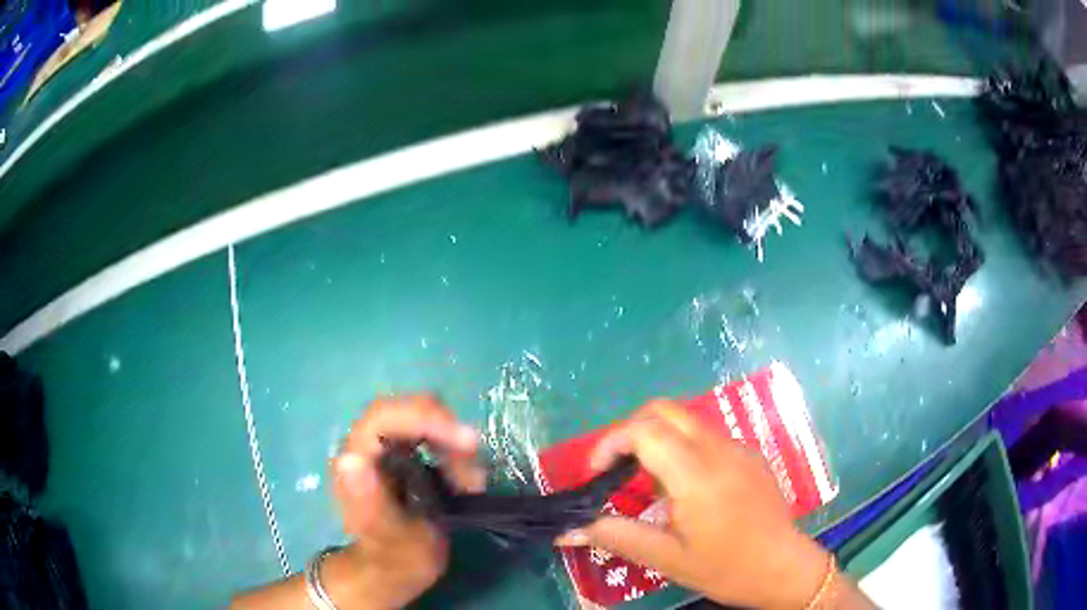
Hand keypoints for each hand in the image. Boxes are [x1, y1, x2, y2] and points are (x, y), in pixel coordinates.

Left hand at [329, 395, 484, 608]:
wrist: (396, 571)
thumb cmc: (391, 559)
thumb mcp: (385, 537)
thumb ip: (370, 502)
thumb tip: (350, 459)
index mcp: (356, 459)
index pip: (384, 416)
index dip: (424, 418)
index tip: (464, 440)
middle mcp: (369, 446)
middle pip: (407, 411)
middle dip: (444, 428)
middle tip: (473, 454)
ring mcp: (389, 449)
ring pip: (425, 422)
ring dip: (455, 445)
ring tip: (472, 482)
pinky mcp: (407, 457)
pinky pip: (436, 439)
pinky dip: (457, 455)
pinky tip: (468, 482)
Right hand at [556, 401, 833, 609]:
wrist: (784, 568)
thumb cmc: (725, 568)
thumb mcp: (667, 559)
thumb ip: (617, 536)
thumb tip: (568, 529)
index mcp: (697, 475)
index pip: (646, 430)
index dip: (612, 442)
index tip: (597, 473)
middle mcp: (719, 450)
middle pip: (665, 410)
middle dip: (631, 431)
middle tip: (615, 469)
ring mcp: (738, 449)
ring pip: (686, 421)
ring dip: (656, 439)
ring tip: (646, 484)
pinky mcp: (749, 455)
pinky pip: (706, 437)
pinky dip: (680, 448)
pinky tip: (682, 489)